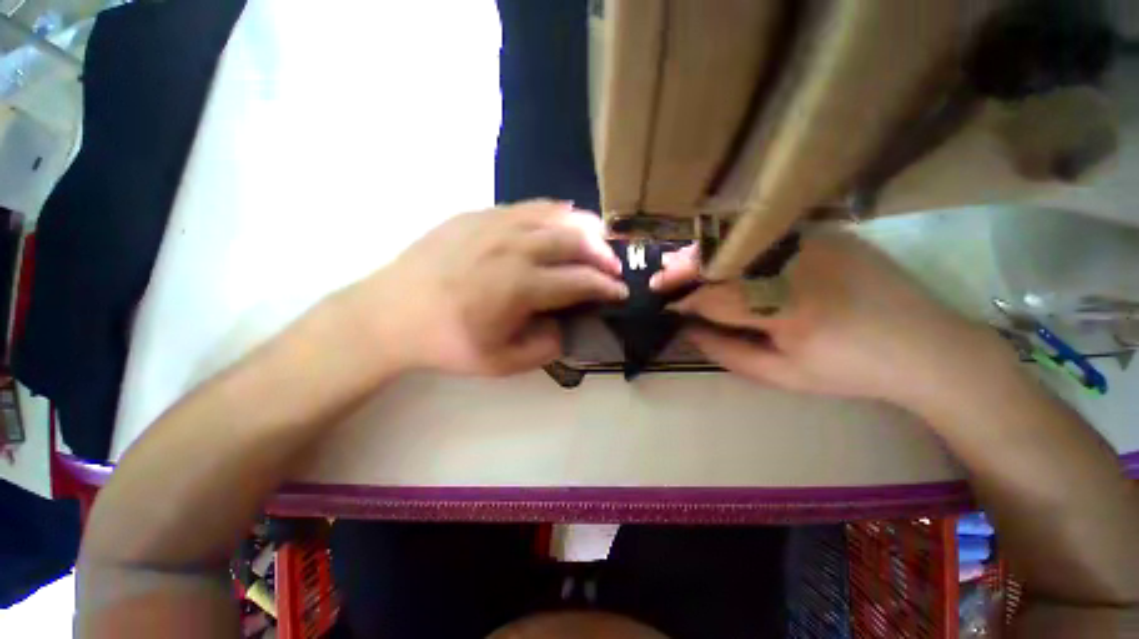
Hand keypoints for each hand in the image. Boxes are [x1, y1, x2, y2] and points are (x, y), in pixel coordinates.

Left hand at [354, 200, 626, 375]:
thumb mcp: (503, 363)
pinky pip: (527, 207)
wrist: (392, 314)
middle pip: (574, 241)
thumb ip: (546, 347)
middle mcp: (514, 248)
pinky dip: (553, 213)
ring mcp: (494, 225)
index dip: (607, 286)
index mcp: (521, 287)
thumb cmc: (449, 343)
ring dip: (583, 227)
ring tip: (597, 237)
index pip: (580, 281)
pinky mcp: (477, 215)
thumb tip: (566, 324)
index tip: (621, 291)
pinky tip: (560, 220)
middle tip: (613, 265)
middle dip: (603, 253)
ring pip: (554, 215)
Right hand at [654, 232, 995, 405]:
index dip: (685, 300)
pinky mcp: (826, 232)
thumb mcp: (782, 375)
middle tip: (662, 277)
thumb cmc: (851, 371)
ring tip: (685, 267)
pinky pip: (766, 235)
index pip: (716, 297)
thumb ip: (727, 351)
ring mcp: (815, 240)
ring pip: (741, 242)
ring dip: (707, 255)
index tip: (664, 305)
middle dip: (685, 267)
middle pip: (724, 259)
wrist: (927, 347)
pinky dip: (737, 247)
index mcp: (789, 307)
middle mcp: (799, 263)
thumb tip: (688, 329)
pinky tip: (726, 259)